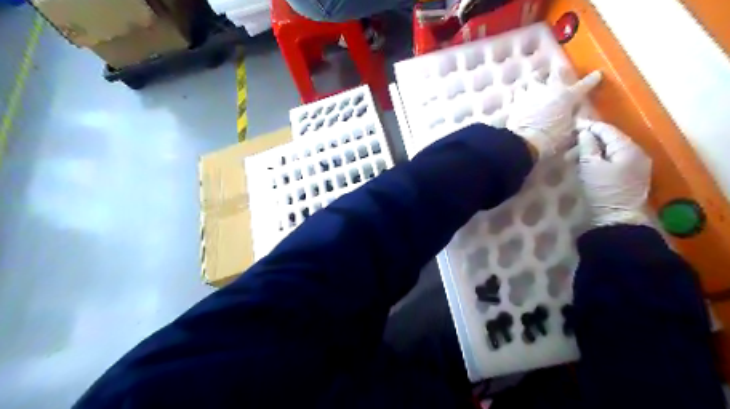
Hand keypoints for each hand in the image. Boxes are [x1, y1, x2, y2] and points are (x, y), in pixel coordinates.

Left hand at [509, 70, 603, 158]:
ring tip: (534, 86)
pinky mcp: (515, 100)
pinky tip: (518, 97)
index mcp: (568, 96)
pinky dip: (518, 94)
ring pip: (533, 79)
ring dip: (535, 82)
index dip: (592, 80)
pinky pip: (516, 92)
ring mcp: (530, 92)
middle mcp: (549, 89)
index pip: (584, 84)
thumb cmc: (551, 138)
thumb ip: (573, 119)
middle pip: (556, 73)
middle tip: (558, 75)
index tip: (597, 75)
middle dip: (558, 73)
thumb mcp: (569, 130)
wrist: (525, 141)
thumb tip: (574, 117)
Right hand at [580, 120, 653, 228]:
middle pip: (611, 139)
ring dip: (594, 150)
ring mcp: (636, 165)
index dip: (589, 126)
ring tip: (575, 156)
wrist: (617, 218)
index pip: (607, 130)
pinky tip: (588, 163)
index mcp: (627, 148)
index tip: (573, 124)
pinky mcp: (631, 176)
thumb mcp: (590, 166)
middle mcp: (636, 153)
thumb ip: (587, 146)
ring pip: (612, 150)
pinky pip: (614, 160)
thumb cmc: (603, 190)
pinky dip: (600, 158)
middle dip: (590, 139)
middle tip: (570, 143)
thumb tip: (584, 132)